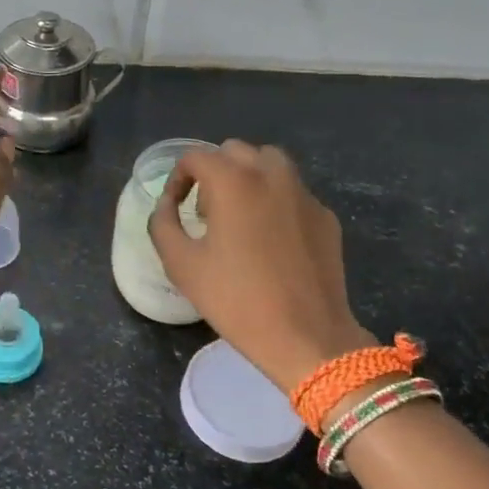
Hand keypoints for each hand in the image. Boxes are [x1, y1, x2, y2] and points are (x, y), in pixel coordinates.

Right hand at [148, 140, 375, 393]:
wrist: (307, 336)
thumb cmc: (237, 300)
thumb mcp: (181, 264)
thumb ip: (163, 224)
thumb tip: (167, 205)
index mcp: (234, 181)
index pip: (196, 157)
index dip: (177, 178)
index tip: (176, 208)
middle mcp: (271, 175)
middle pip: (234, 151)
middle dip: (214, 173)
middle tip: (206, 213)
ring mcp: (304, 194)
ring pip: (270, 164)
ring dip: (248, 178)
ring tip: (240, 217)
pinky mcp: (325, 216)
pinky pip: (293, 193)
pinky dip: (276, 202)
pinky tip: (272, 241)